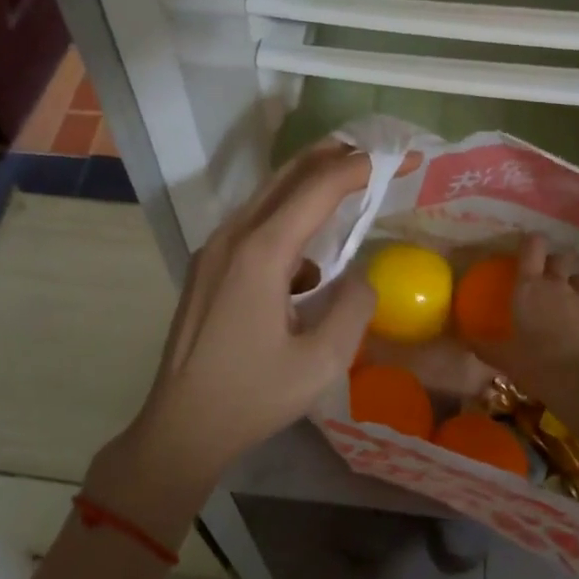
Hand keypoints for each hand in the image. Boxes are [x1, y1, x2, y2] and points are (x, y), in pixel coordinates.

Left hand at [86, 142, 376, 543]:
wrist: (181, 427)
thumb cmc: (252, 397)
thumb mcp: (321, 362)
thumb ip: (354, 308)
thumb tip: (361, 276)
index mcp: (261, 253)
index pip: (317, 188)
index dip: (360, 167)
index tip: (398, 159)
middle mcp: (233, 236)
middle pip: (287, 177)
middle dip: (331, 157)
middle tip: (372, 151)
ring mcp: (214, 249)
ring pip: (267, 197)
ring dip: (308, 184)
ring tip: (347, 185)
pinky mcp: (207, 265)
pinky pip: (254, 224)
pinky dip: (287, 219)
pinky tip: (308, 258)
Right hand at [472, 235, 578, 383]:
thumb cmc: (535, 363)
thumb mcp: (504, 357)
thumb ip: (485, 346)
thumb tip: (467, 340)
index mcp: (529, 287)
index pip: (532, 247)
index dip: (531, 242)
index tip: (527, 246)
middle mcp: (557, 285)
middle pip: (559, 258)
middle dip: (553, 263)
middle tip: (545, 276)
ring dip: (573, 283)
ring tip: (566, 299)